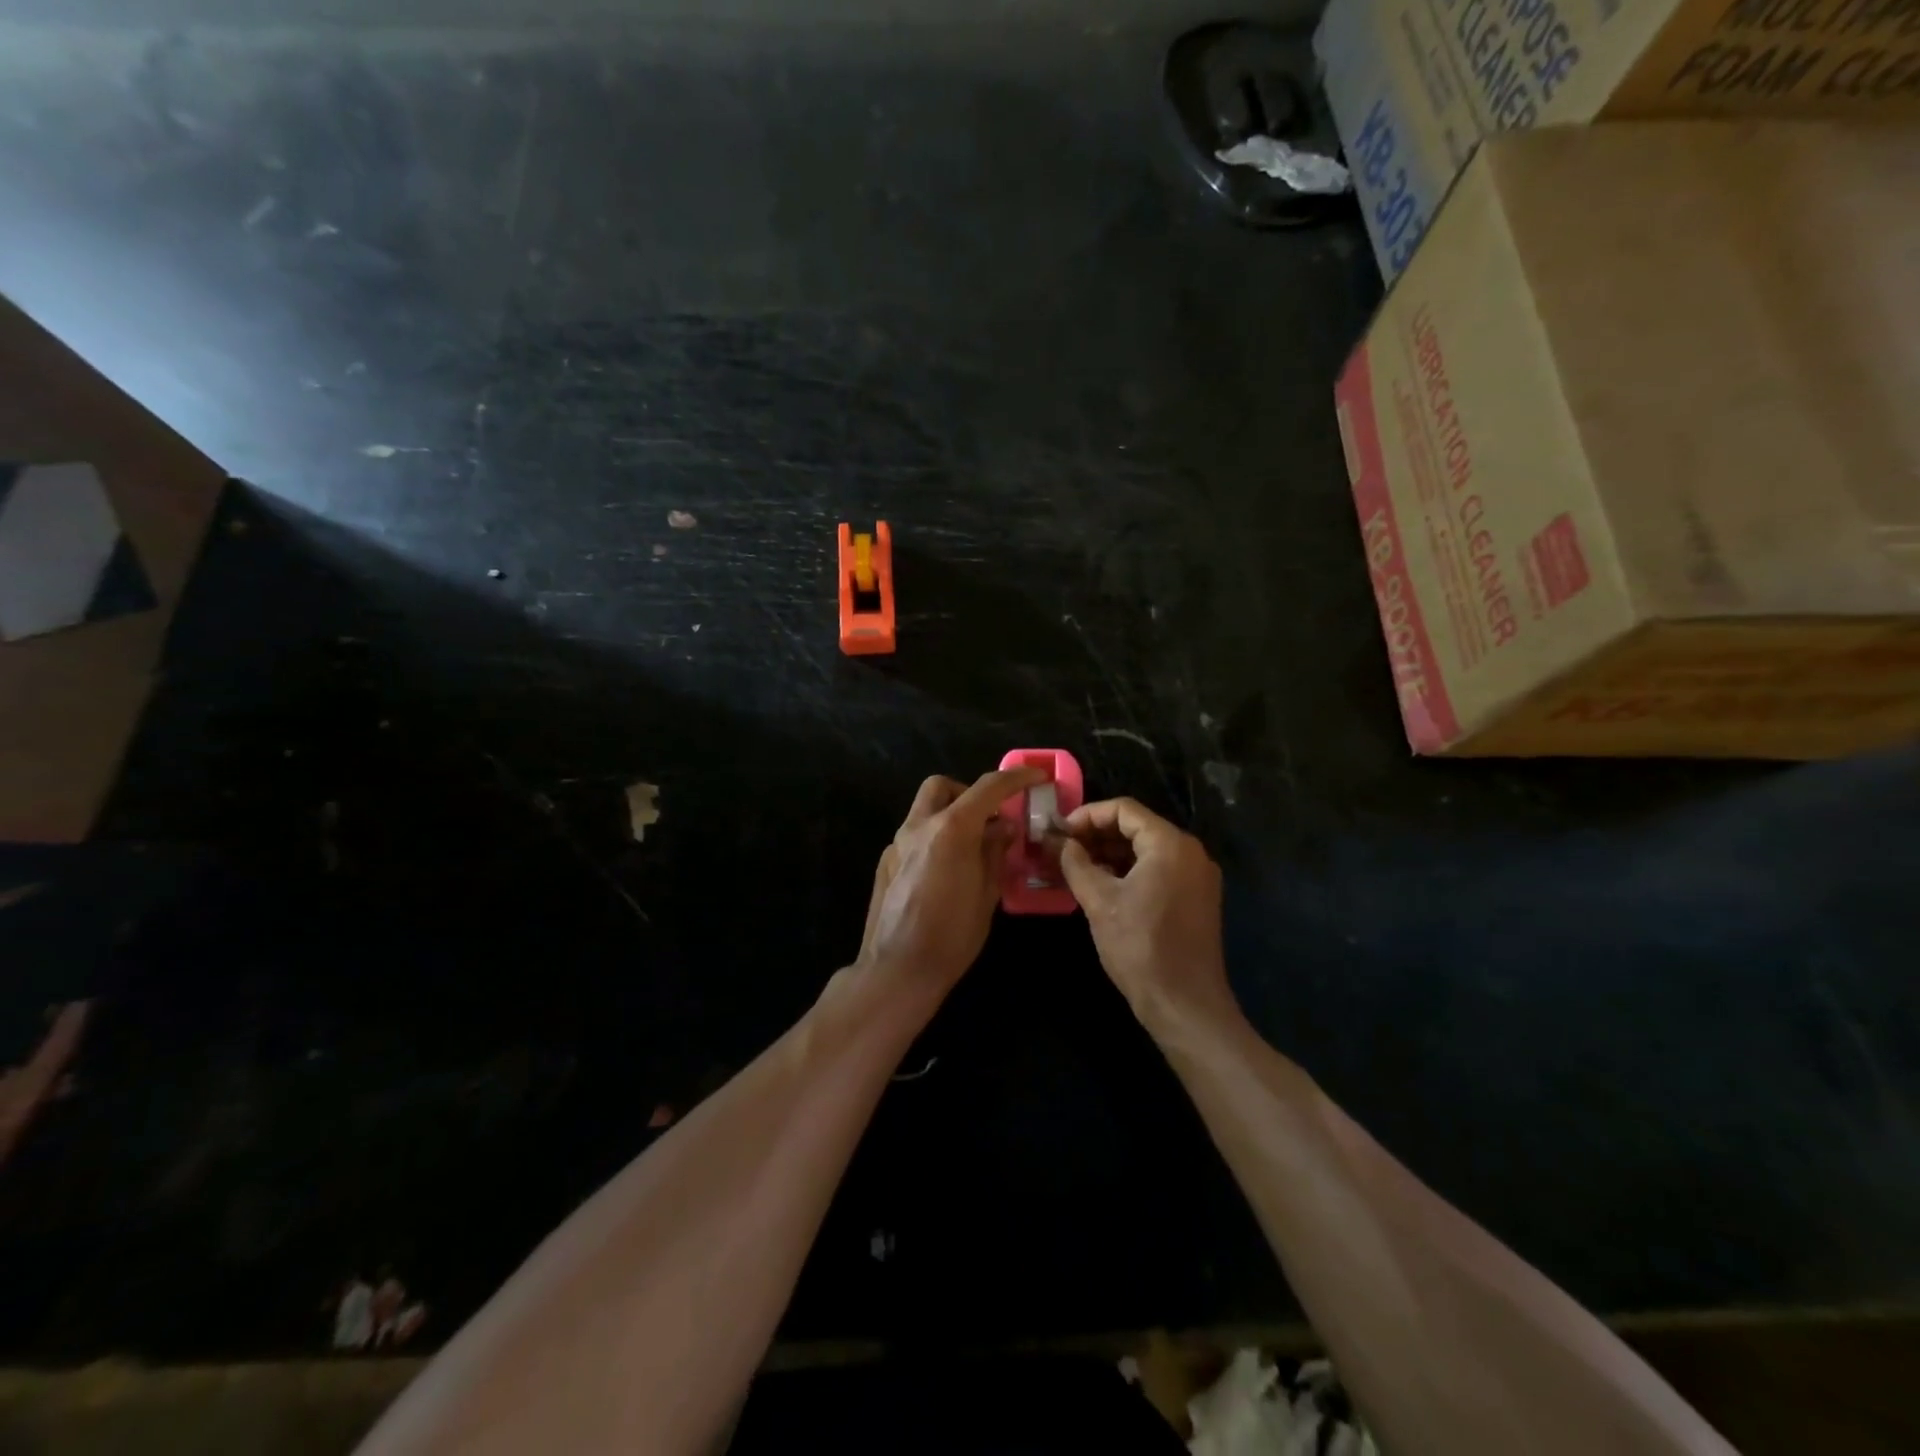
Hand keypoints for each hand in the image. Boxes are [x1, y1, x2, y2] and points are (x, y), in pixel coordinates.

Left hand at [856, 765, 1047, 1001]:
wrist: (897, 970)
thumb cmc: (951, 935)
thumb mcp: (987, 893)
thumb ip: (995, 852)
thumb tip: (1003, 827)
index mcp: (951, 829)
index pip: (988, 787)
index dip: (1015, 778)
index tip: (1035, 776)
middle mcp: (919, 826)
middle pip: (942, 786)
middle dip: (969, 793)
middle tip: (990, 819)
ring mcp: (897, 844)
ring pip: (924, 809)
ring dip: (950, 815)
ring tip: (971, 848)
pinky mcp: (886, 863)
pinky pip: (914, 835)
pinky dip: (935, 838)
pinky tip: (946, 871)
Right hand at [1058, 798, 1235, 1032]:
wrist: (1185, 1004)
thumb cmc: (1140, 947)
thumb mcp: (1099, 901)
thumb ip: (1076, 863)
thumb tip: (1059, 842)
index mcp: (1170, 844)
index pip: (1124, 809)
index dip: (1087, 815)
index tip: (1059, 831)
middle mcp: (1190, 852)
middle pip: (1137, 827)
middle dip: (1097, 834)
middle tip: (1062, 849)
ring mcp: (1197, 876)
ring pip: (1147, 850)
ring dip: (1110, 853)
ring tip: (1075, 867)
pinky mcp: (1196, 898)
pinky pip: (1159, 870)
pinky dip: (1129, 871)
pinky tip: (1102, 885)